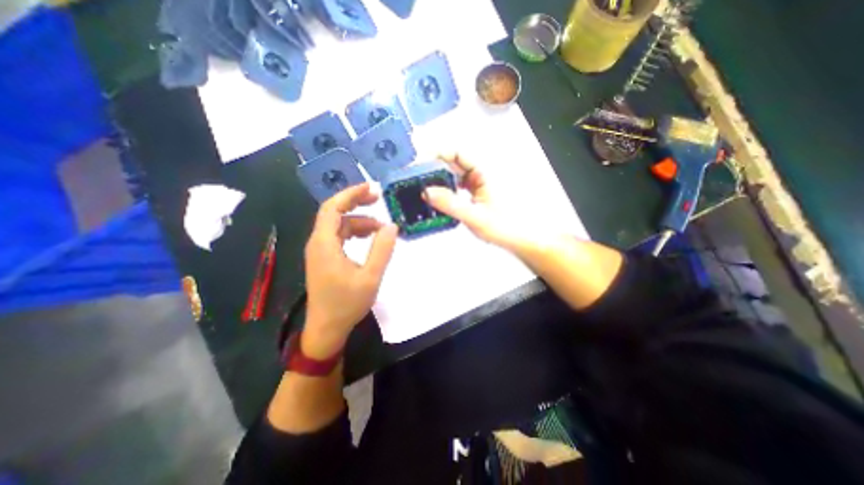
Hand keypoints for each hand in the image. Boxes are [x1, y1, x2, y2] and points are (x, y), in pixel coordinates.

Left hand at [303, 184, 396, 357]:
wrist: (326, 329)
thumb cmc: (347, 304)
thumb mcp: (370, 277)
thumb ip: (382, 250)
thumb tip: (392, 226)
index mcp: (325, 244)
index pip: (332, 208)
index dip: (351, 194)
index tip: (371, 188)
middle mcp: (318, 243)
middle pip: (334, 213)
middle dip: (356, 203)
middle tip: (378, 199)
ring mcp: (320, 251)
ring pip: (338, 226)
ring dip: (359, 222)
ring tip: (380, 228)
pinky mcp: (325, 258)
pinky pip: (339, 237)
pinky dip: (354, 233)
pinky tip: (368, 238)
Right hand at [424, 153, 526, 249]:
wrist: (516, 239)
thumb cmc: (502, 227)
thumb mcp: (474, 216)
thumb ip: (450, 204)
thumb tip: (426, 192)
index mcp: (482, 172)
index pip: (457, 153)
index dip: (437, 154)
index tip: (420, 163)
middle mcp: (479, 174)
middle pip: (452, 161)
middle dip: (433, 166)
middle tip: (416, 177)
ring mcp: (476, 183)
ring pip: (452, 174)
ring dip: (437, 178)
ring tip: (422, 186)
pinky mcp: (473, 192)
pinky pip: (455, 185)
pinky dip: (444, 188)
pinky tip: (436, 197)